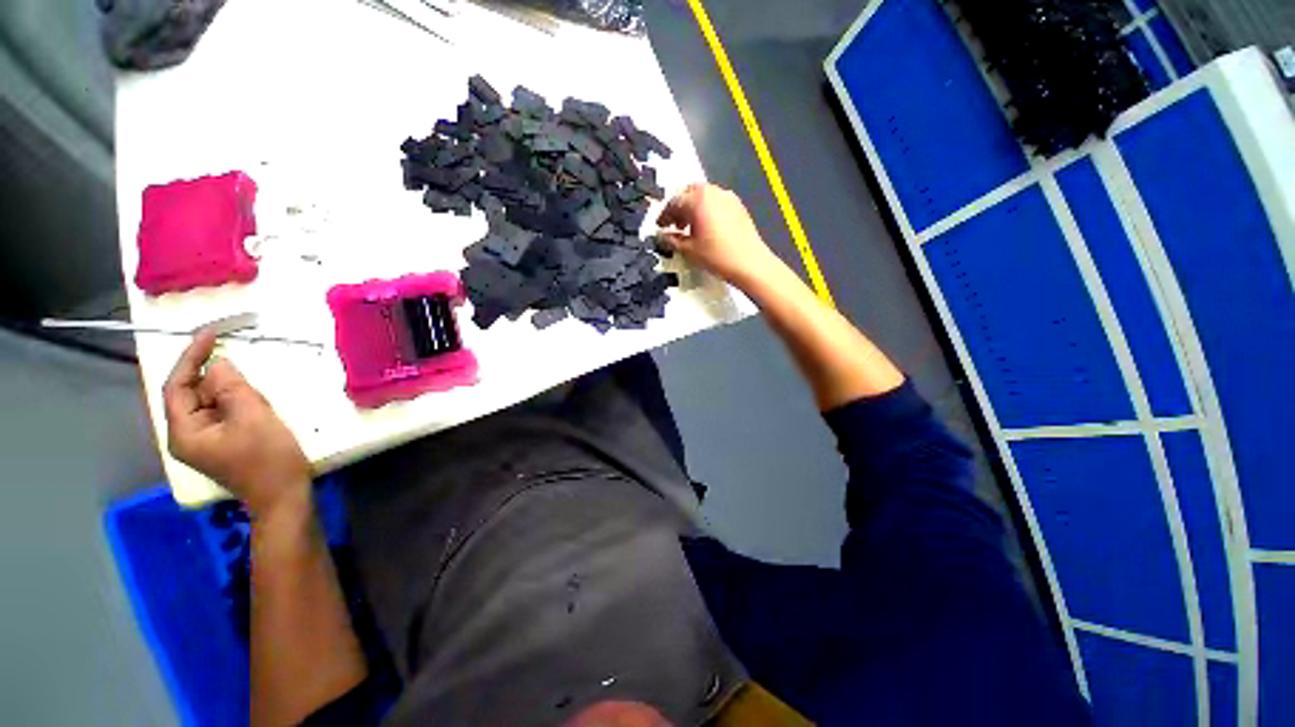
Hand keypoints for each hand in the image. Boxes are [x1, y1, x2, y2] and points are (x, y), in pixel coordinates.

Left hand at [163, 331, 311, 516]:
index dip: (190, 357)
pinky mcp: (221, 443)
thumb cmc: (268, 458)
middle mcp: (186, 436)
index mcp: (184, 432)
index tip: (211, 334)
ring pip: (210, 403)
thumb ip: (231, 387)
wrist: (284, 495)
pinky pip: (223, 413)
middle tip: (248, 376)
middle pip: (193, 394)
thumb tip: (217, 364)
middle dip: (218, 380)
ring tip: (259, 400)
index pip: (177, 386)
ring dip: (232, 393)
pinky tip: (258, 408)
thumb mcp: (253, 418)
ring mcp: (204, 441)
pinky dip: (238, 403)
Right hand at [656, 183, 783, 287]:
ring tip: (689, 227)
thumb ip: (672, 240)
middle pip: (689, 192)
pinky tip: (706, 227)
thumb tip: (662, 237)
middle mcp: (713, 192)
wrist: (750, 263)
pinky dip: (706, 208)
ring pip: (704, 194)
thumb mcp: (689, 250)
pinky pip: (716, 201)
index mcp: (698, 200)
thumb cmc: (718, 256)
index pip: (674, 202)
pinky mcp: (738, 205)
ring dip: (692, 207)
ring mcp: (728, 197)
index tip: (660, 226)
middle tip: (673, 224)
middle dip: (679, 207)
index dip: (664, 215)